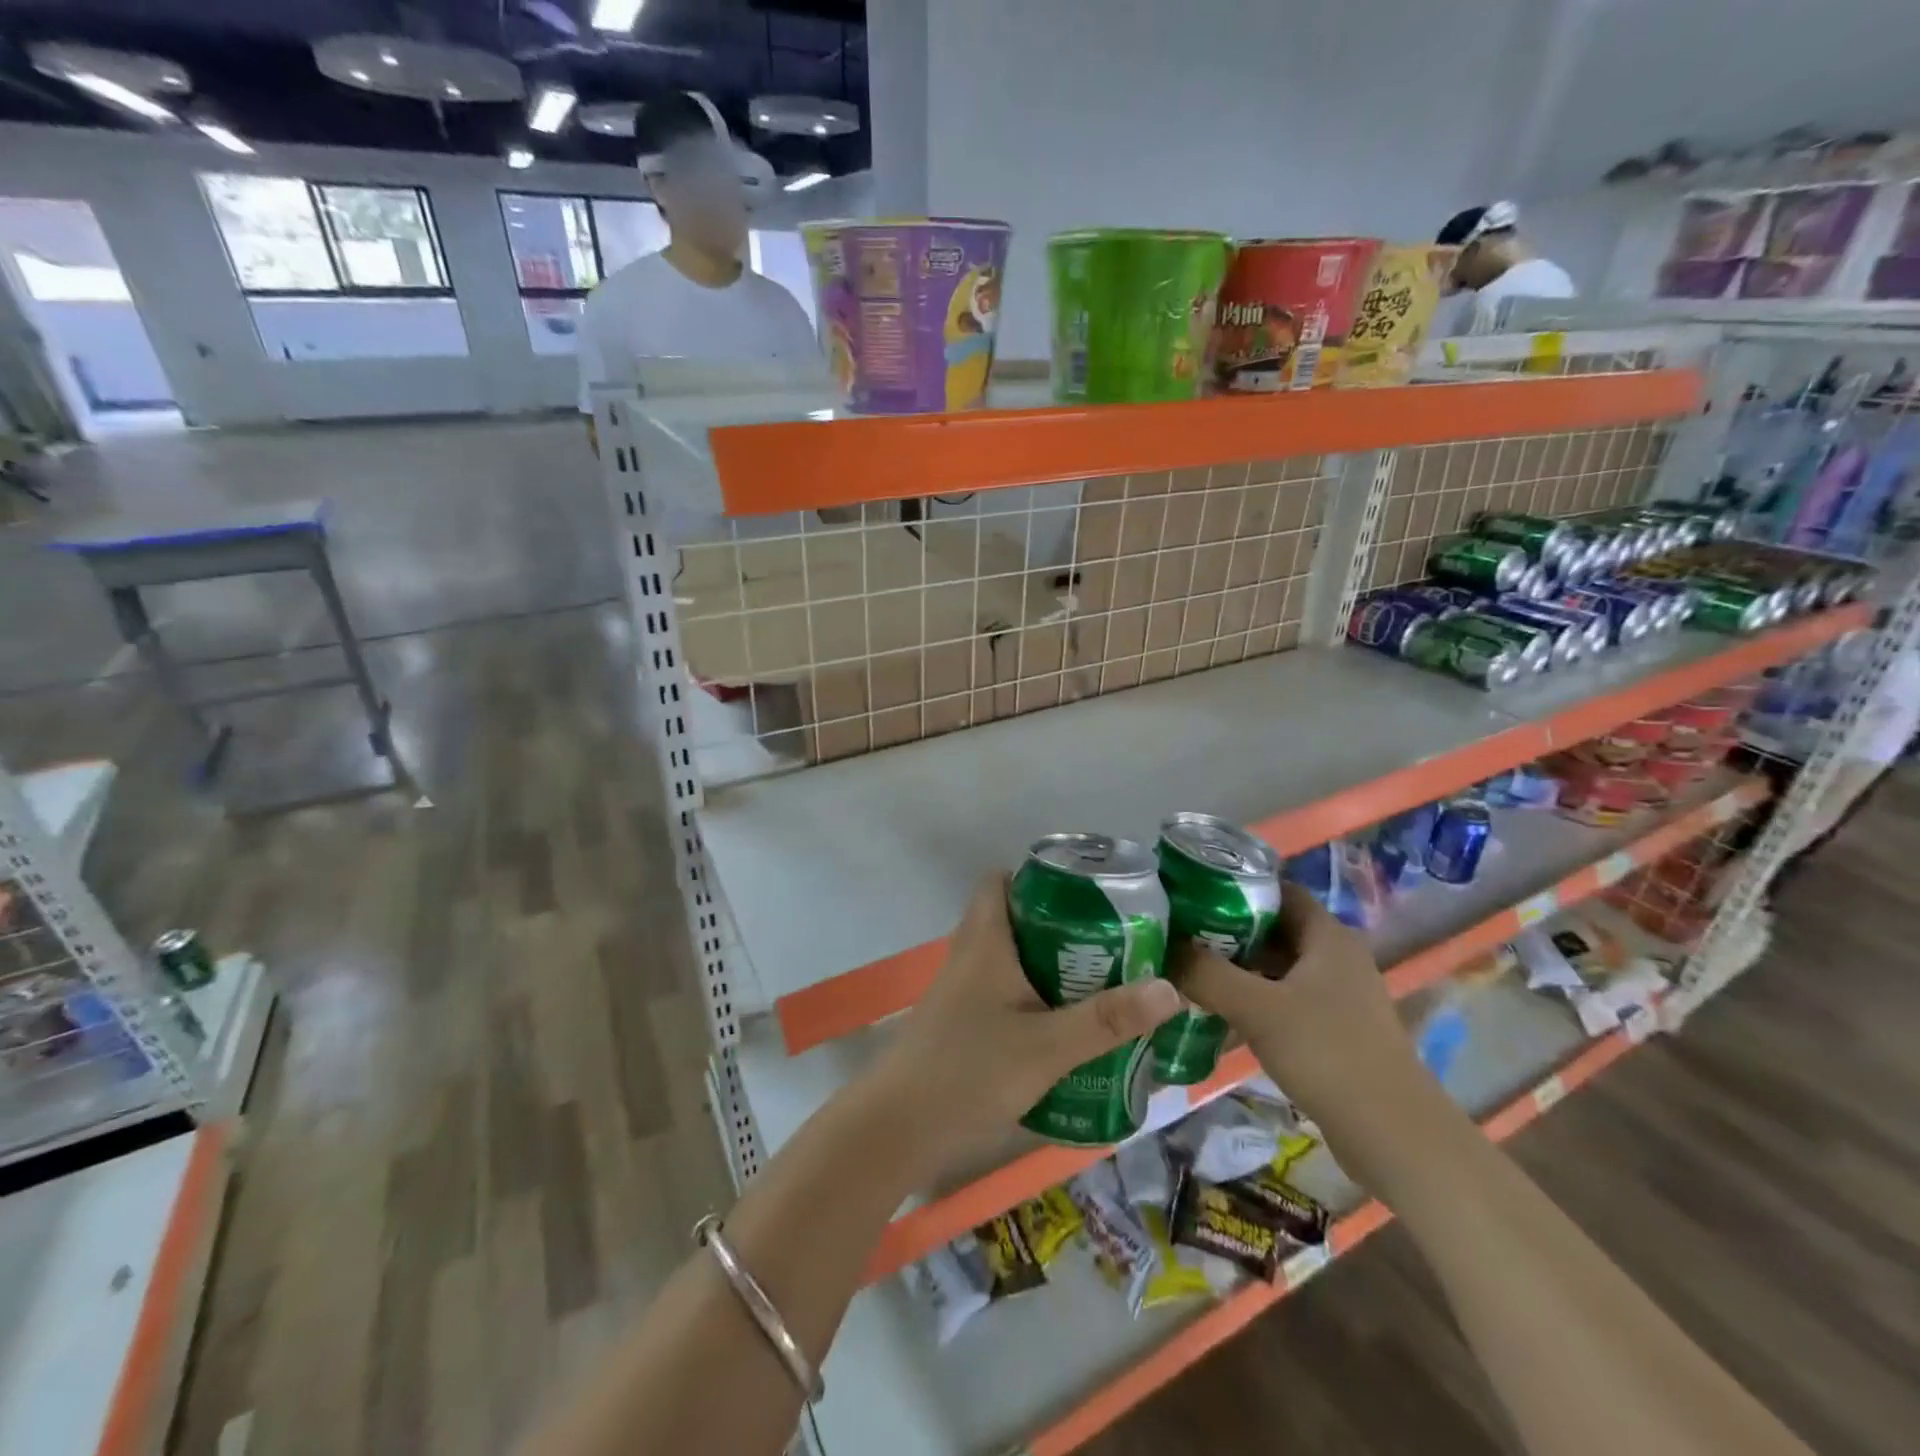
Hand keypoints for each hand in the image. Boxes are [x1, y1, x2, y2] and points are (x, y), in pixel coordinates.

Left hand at [870, 875, 1180, 1157]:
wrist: (899, 1129)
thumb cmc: (969, 1071)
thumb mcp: (1047, 1046)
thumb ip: (1107, 1021)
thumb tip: (1170, 989)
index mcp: (984, 940)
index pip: (1000, 880)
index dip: (1038, 876)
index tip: (1087, 891)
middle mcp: (970, 955)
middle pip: (1015, 919)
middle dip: (1062, 925)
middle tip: (1112, 939)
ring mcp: (962, 990)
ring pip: (1012, 959)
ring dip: (1052, 965)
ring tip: (1104, 979)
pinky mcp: (963, 1023)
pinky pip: (1005, 992)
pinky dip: (1036, 996)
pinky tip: (1068, 1025)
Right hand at [1171, 881, 1420, 1122]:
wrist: (1394, 1137)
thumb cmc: (1328, 1054)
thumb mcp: (1257, 1008)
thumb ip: (1206, 973)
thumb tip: (1164, 947)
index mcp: (1327, 936)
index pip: (1276, 889)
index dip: (1234, 885)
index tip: (1190, 893)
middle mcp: (1335, 957)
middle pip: (1273, 928)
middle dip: (1226, 929)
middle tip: (1178, 933)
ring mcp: (1337, 996)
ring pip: (1276, 967)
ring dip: (1236, 967)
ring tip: (1187, 969)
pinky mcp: (1333, 1030)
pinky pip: (1283, 999)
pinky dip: (1251, 999)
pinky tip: (1217, 1011)